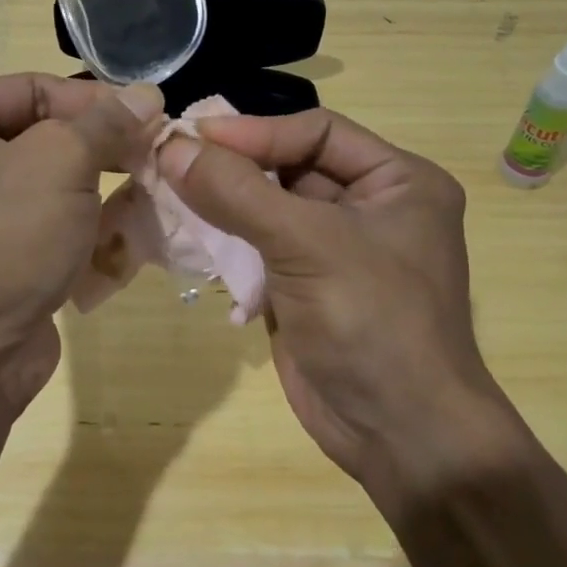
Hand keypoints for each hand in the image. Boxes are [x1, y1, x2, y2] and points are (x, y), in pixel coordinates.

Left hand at [0, 74, 163, 416]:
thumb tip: (147, 93)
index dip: (96, 101)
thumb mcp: (59, 162)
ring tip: (149, 195)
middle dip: (101, 150)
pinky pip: (44, 229)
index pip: (32, 89)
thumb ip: (107, 122)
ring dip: (100, 193)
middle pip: (41, 137)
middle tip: (154, 158)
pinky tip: (123, 239)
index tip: (151, 117)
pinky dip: (83, 232)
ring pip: (49, 187)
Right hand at [158, 109, 505, 492]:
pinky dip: (225, 239)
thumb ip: (238, 192)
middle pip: (290, 166)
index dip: (254, 131)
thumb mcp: (308, 245)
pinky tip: (187, 233)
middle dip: (233, 165)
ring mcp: (335, 249)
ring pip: (268, 206)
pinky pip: (259, 246)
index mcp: (397, 181)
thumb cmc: (372, 322)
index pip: (317, 131)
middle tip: (169, 157)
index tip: (191, 134)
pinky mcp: (305, 285)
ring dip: (222, 201)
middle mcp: (370, 206)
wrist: (399, 436)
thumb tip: (172, 145)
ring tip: (166, 188)